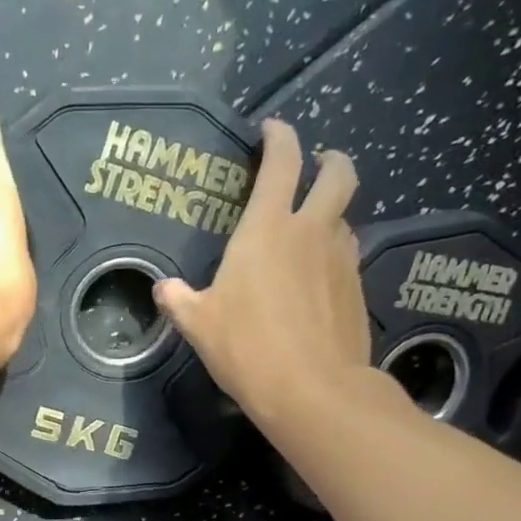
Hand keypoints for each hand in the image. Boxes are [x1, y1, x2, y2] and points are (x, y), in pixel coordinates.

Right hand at [155, 118, 374, 420]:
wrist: (313, 390)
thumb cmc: (247, 348)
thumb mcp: (199, 325)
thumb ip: (179, 300)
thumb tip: (163, 289)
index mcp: (268, 228)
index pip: (281, 162)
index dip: (279, 137)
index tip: (271, 131)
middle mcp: (312, 232)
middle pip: (338, 174)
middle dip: (329, 161)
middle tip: (315, 166)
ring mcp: (341, 259)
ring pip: (345, 217)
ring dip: (332, 213)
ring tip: (311, 231)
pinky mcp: (357, 290)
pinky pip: (347, 256)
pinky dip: (334, 255)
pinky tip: (318, 279)